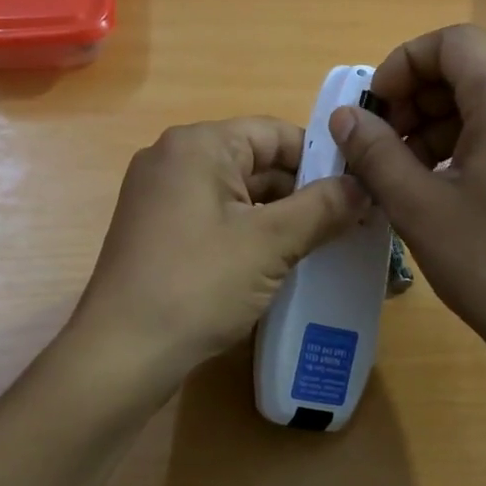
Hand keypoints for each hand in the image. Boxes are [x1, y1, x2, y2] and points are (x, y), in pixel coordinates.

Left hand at [70, 117, 366, 401]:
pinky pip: (216, 216)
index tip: (359, 188)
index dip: (321, 158)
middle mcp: (174, 158)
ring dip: (280, 215)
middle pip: (256, 161)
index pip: (275, 132)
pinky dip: (250, 231)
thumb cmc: (199, 284)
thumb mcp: (271, 243)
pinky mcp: (158, 230)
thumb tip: (364, 186)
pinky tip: (280, 260)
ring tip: (326, 242)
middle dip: (303, 191)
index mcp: (199, 145)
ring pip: (238, 192)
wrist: (122, 353)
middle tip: (351, 221)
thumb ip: (323, 207)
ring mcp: (160, 195)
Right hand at [329, 25, 485, 443]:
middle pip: (470, 68)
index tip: (375, 112)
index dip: (403, 65)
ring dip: (437, 122)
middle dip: (416, 99)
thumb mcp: (419, 207)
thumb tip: (345, 117)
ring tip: (404, 172)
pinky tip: (442, 186)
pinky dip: (467, 142)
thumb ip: (374, 152)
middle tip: (382, 147)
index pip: (452, 42)